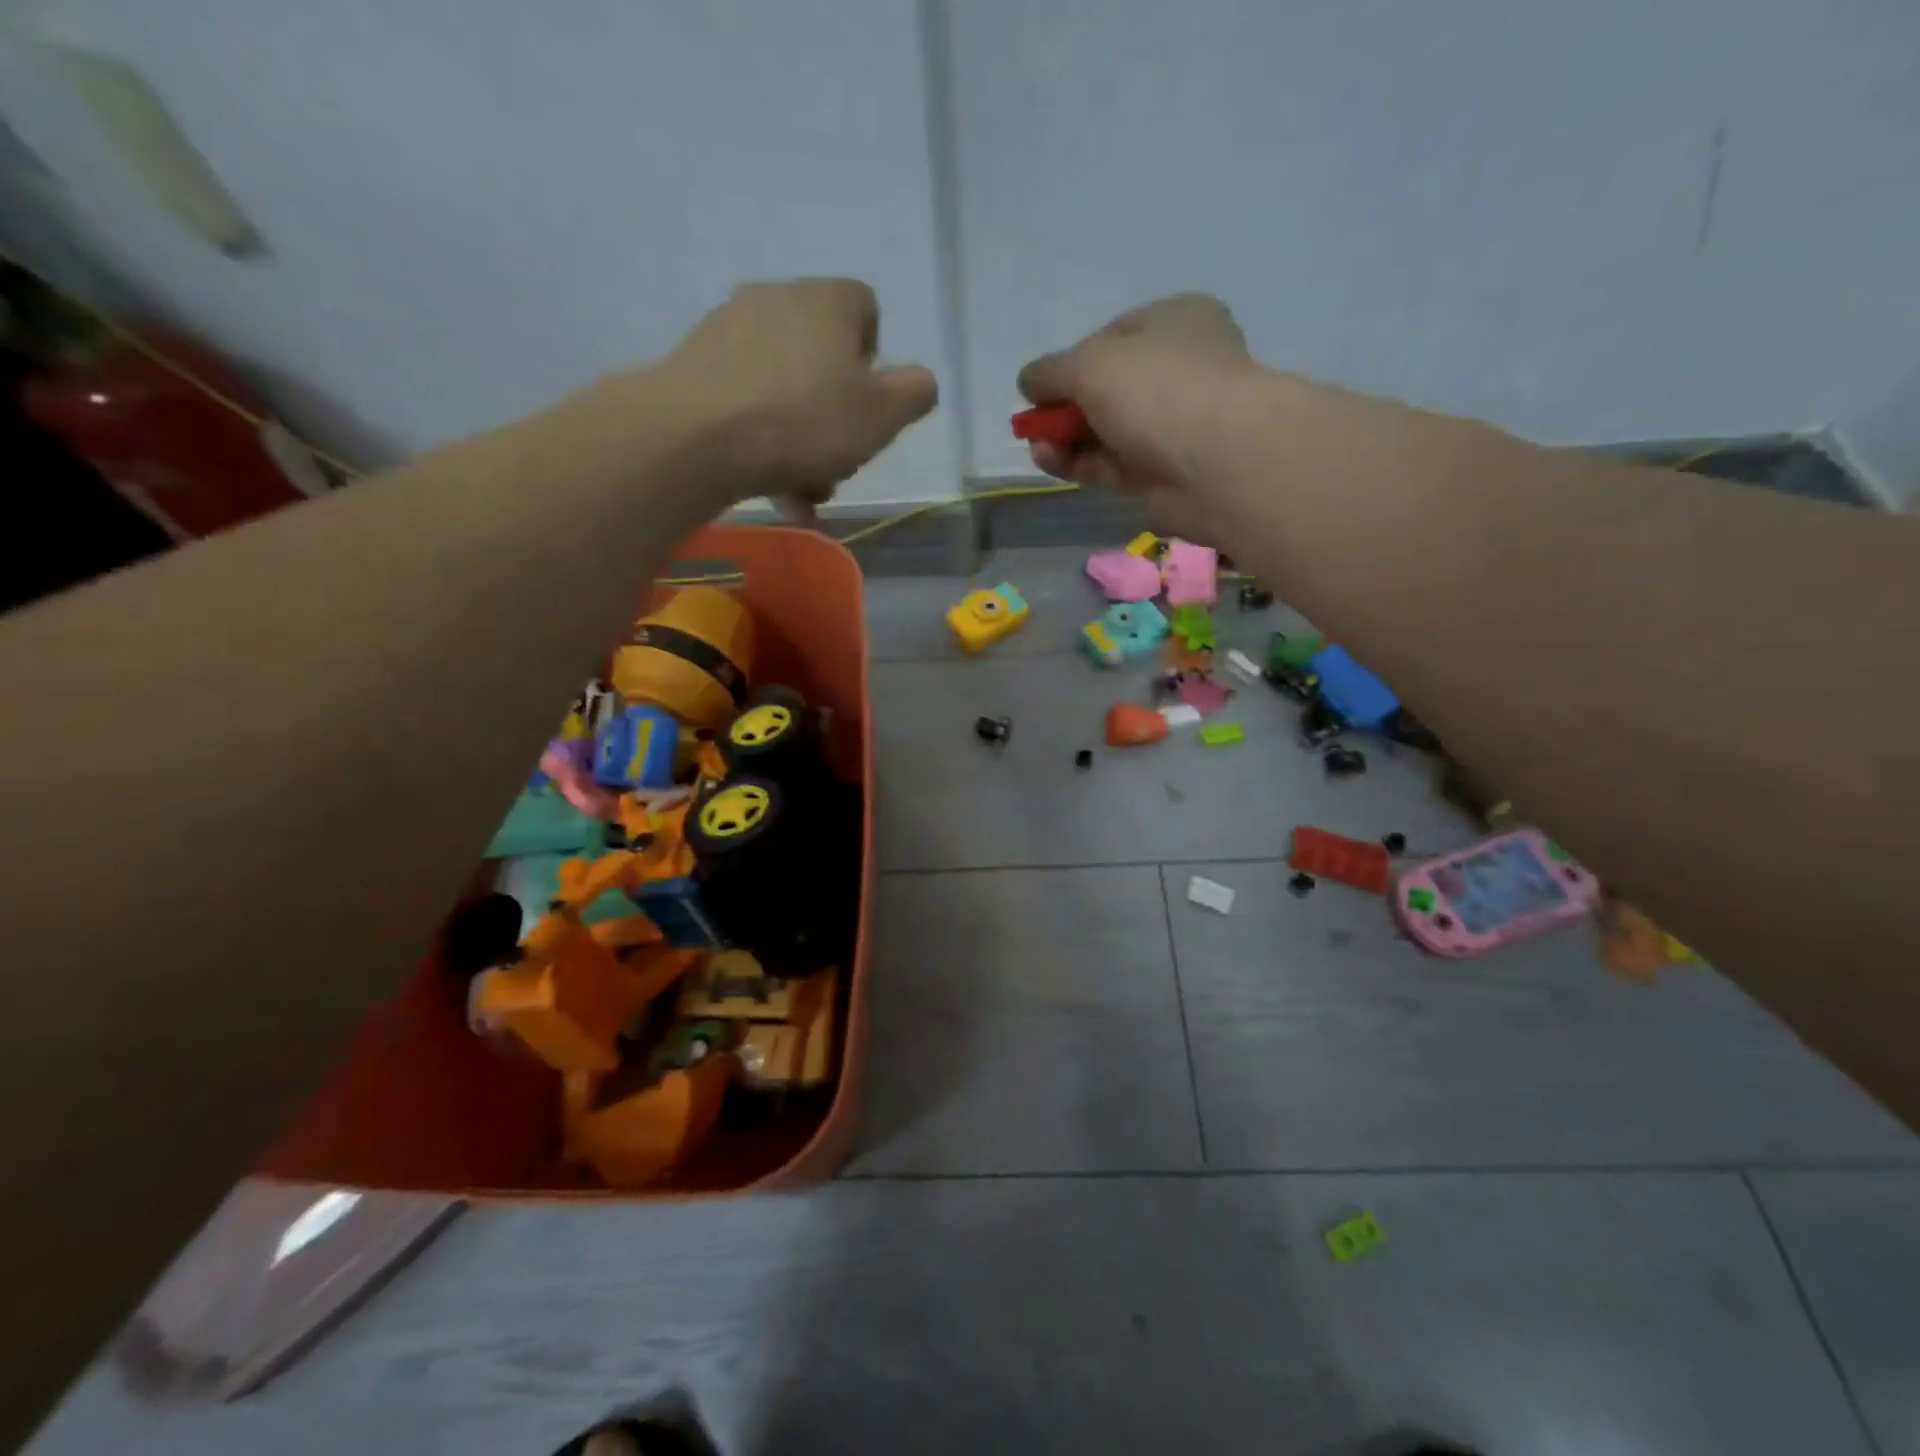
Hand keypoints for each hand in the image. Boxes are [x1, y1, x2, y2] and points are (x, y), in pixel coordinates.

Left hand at [663, 279, 937, 516]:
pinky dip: (761, 441)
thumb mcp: (881, 416)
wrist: (695, 438)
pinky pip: (745, 403)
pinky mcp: (693, 367)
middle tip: (837, 465)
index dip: (874, 359)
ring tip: (801, 495)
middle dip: (835, 418)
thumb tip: (919, 382)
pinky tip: (766, 487)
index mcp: (826, 302)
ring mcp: (728, 331)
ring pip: (783, 388)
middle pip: (822, 358)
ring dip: (800, 442)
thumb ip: (913, 394)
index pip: (864, 308)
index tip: (868, 405)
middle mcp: (776, 301)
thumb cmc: (804, 422)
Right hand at [1017, 294, 1253, 537]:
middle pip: (1107, 388)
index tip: (1042, 385)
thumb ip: (1050, 371)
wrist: (1214, 461)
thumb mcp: (1089, 363)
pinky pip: (1111, 463)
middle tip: (1034, 424)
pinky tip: (1050, 460)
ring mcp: (1172, 425)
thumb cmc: (1155, 389)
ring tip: (1038, 446)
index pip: (1113, 336)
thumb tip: (1028, 382)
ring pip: (1106, 430)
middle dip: (1065, 406)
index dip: (1073, 360)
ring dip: (1066, 438)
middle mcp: (1178, 369)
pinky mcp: (1162, 473)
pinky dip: (1079, 462)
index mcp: (1175, 322)